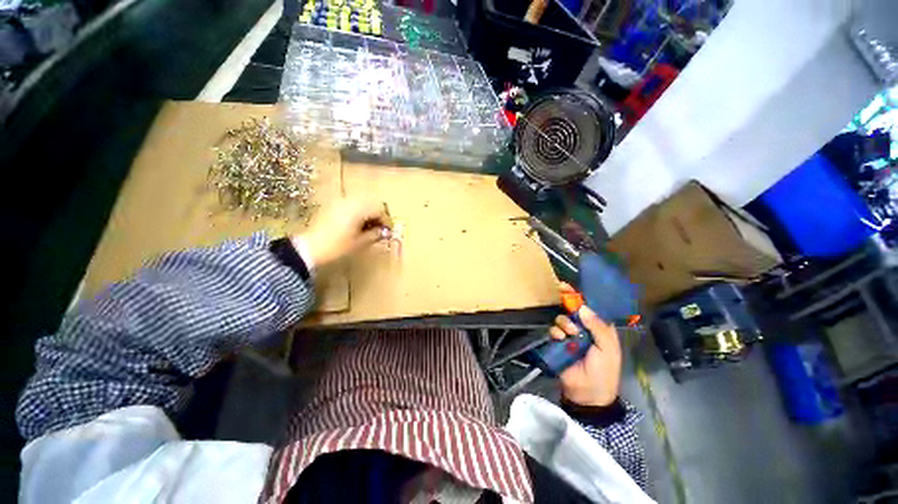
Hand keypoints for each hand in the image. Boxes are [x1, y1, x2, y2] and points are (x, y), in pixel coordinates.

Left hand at [295, 198, 390, 267]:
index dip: (386, 220)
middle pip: (371, 202)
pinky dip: (359, 211)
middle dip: (378, 214)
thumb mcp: (359, 242)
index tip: (389, 231)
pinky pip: (351, 204)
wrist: (309, 248)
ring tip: (370, 226)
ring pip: (361, 202)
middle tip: (381, 228)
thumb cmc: (337, 246)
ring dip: (369, 212)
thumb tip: (385, 232)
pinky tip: (358, 223)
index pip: (379, 209)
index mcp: (358, 209)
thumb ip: (375, 234)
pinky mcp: (332, 205)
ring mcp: (339, 201)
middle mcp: (349, 201)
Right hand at [549, 283, 621, 406]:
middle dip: (566, 302)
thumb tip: (583, 307)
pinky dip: (555, 332)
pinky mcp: (557, 342)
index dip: (579, 296)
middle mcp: (583, 328)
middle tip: (560, 293)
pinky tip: (560, 338)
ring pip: (561, 318)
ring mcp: (569, 335)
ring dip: (564, 322)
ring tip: (571, 334)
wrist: (588, 393)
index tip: (566, 286)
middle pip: (572, 309)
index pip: (589, 307)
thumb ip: (598, 327)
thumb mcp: (608, 348)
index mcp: (598, 327)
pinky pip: (553, 330)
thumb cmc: (604, 370)